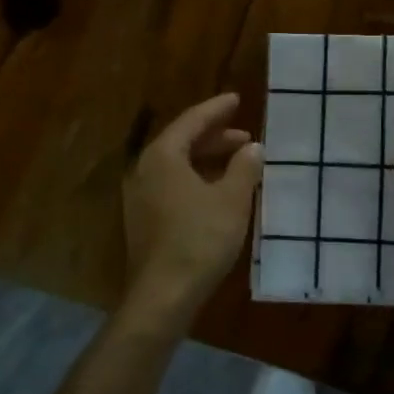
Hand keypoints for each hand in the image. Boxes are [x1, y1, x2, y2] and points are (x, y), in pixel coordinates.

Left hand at [121, 93, 263, 318]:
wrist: (164, 294)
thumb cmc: (200, 239)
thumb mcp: (232, 199)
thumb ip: (244, 167)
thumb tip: (253, 148)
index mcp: (162, 156)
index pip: (191, 121)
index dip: (216, 109)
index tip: (236, 99)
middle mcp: (145, 169)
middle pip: (181, 142)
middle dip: (214, 137)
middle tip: (245, 136)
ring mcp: (141, 196)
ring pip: (177, 165)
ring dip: (207, 159)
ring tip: (238, 162)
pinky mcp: (144, 218)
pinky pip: (172, 184)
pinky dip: (197, 178)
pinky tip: (218, 191)